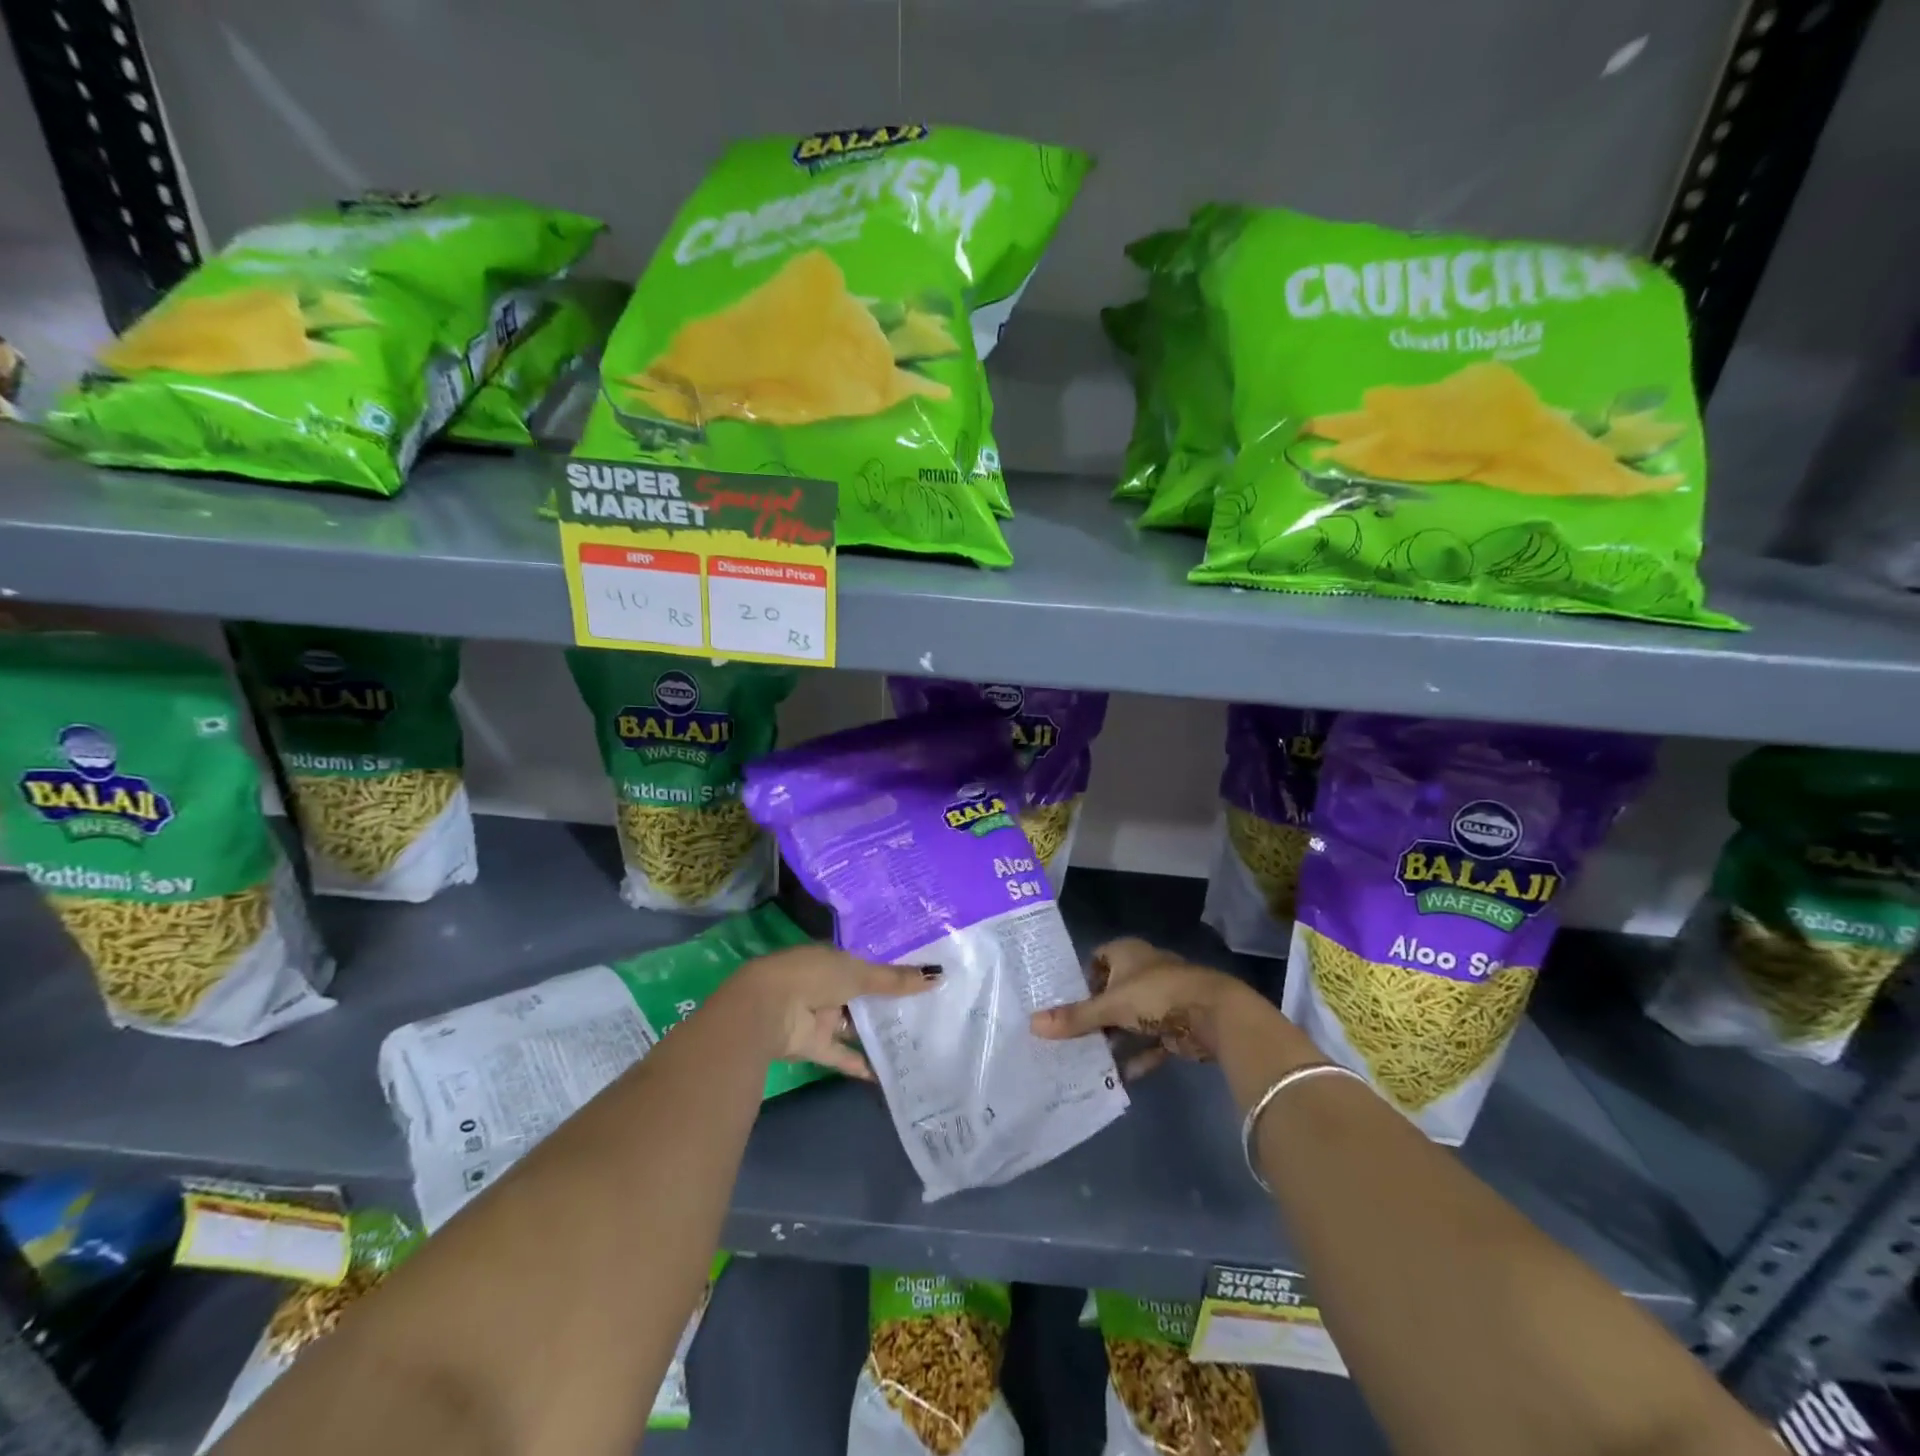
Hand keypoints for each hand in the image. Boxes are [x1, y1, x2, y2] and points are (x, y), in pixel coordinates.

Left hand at [727, 944, 938, 1080]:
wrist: (767, 1009)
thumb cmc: (814, 977)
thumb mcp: (859, 973)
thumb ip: (895, 980)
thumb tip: (937, 975)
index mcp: (832, 960)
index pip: (865, 966)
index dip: (890, 973)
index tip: (920, 980)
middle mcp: (825, 986)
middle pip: (861, 997)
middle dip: (887, 1005)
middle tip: (925, 1013)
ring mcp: (818, 1017)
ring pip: (852, 1026)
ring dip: (875, 1034)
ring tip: (913, 1042)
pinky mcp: (813, 1046)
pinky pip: (841, 1055)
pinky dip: (860, 1064)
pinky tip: (887, 1074)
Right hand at [1030, 937, 1248, 1078]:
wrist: (1216, 1015)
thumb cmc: (1156, 995)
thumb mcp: (1110, 1006)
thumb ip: (1075, 1018)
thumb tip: (1032, 1024)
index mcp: (1128, 953)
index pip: (1097, 958)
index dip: (1081, 978)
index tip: (1062, 1002)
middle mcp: (1144, 971)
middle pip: (1112, 992)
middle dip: (1094, 1015)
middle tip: (1067, 1036)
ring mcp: (1163, 999)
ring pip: (1130, 1019)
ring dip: (1114, 1039)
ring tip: (1086, 1059)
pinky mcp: (1177, 1025)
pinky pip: (1150, 1042)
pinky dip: (1137, 1057)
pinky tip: (1118, 1077)